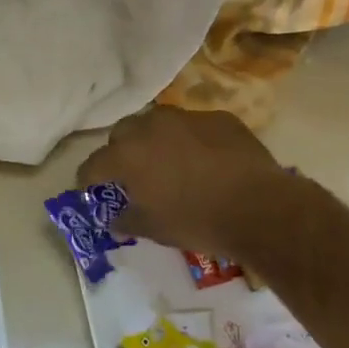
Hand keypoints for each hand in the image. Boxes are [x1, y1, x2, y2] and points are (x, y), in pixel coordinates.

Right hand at [76, 105, 289, 254]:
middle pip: (121, 134)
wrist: (260, 208)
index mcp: (127, 155)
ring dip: (154, 141)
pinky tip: (204, 160)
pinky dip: (190, 140)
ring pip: (157, 124)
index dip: (88, 180)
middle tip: (131, 175)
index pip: (92, 165)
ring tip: (167, 163)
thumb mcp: (152, 229)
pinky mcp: (219, 118)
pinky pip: (193, 127)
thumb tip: (113, 220)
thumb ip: (125, 220)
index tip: (91, 191)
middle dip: (119, 152)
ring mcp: (187, 118)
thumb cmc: (196, 221)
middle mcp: (150, 127)